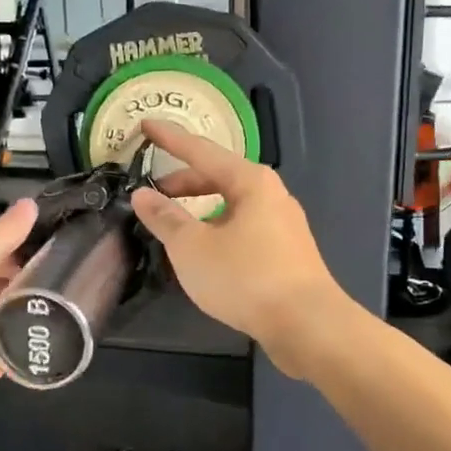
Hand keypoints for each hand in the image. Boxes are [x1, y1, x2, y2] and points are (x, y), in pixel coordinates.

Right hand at [129, 120, 346, 376]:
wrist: (307, 324)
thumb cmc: (246, 278)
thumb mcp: (193, 248)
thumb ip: (165, 218)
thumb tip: (143, 195)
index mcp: (250, 181)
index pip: (201, 151)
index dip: (169, 139)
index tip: (145, 125)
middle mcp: (271, 194)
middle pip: (219, 177)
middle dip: (183, 183)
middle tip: (153, 194)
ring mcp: (283, 224)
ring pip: (232, 205)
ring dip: (201, 210)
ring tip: (175, 228)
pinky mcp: (287, 252)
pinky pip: (244, 228)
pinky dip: (218, 230)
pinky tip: (206, 253)